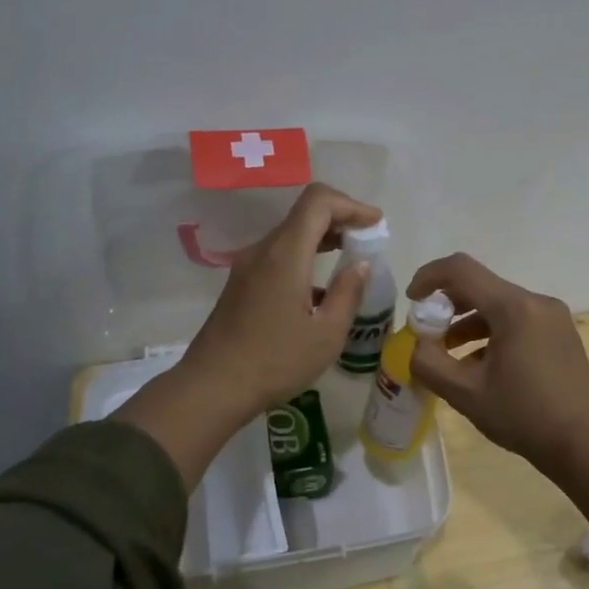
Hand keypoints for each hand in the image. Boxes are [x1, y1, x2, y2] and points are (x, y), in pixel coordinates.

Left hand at [182, 183, 381, 412]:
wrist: (212, 387)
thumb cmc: (275, 362)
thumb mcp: (326, 334)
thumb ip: (347, 293)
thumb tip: (360, 265)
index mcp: (285, 254)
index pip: (318, 201)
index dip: (351, 204)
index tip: (375, 224)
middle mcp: (263, 250)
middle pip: (304, 214)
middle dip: (340, 218)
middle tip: (367, 240)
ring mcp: (247, 266)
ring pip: (290, 234)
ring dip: (322, 238)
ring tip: (349, 260)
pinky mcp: (241, 284)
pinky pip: (278, 255)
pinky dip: (305, 256)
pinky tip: (319, 289)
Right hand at [404, 254, 588, 475]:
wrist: (585, 445)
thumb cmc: (524, 416)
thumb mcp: (465, 393)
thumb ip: (429, 363)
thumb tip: (416, 345)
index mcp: (514, 308)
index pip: (461, 270)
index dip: (428, 277)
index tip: (411, 302)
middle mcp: (536, 302)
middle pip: (480, 286)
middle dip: (446, 305)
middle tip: (426, 334)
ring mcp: (552, 317)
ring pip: (498, 305)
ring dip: (467, 322)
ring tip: (447, 355)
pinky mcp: (560, 334)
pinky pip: (517, 320)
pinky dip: (491, 333)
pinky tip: (479, 366)